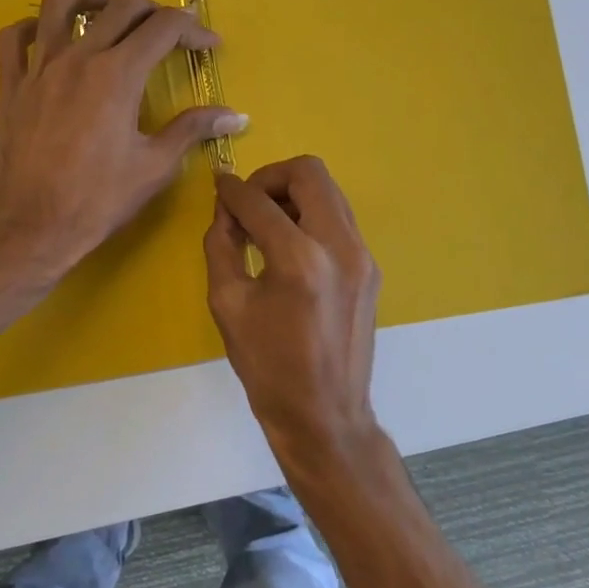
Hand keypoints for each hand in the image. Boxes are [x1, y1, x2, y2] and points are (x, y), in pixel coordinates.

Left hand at [0, 0, 246, 276]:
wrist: (31, 227)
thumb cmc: (97, 200)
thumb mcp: (155, 166)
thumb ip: (193, 130)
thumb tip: (236, 116)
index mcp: (118, 74)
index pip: (164, 27)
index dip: (193, 29)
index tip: (209, 45)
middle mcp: (79, 58)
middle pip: (121, 6)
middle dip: (154, 10)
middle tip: (169, 32)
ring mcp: (39, 68)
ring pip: (61, 5)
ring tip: (109, 10)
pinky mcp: (11, 86)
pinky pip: (14, 38)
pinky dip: (33, 26)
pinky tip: (50, 37)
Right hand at [204, 156, 382, 467]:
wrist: (324, 415)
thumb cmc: (268, 367)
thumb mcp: (227, 304)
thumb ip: (221, 245)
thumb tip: (226, 210)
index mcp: (299, 260)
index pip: (259, 202)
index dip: (232, 190)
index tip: (218, 187)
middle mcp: (340, 246)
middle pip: (309, 172)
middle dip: (271, 177)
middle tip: (248, 203)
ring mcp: (363, 256)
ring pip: (329, 191)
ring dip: (293, 194)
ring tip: (266, 224)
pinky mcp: (370, 268)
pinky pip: (339, 219)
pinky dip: (310, 216)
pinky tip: (289, 245)